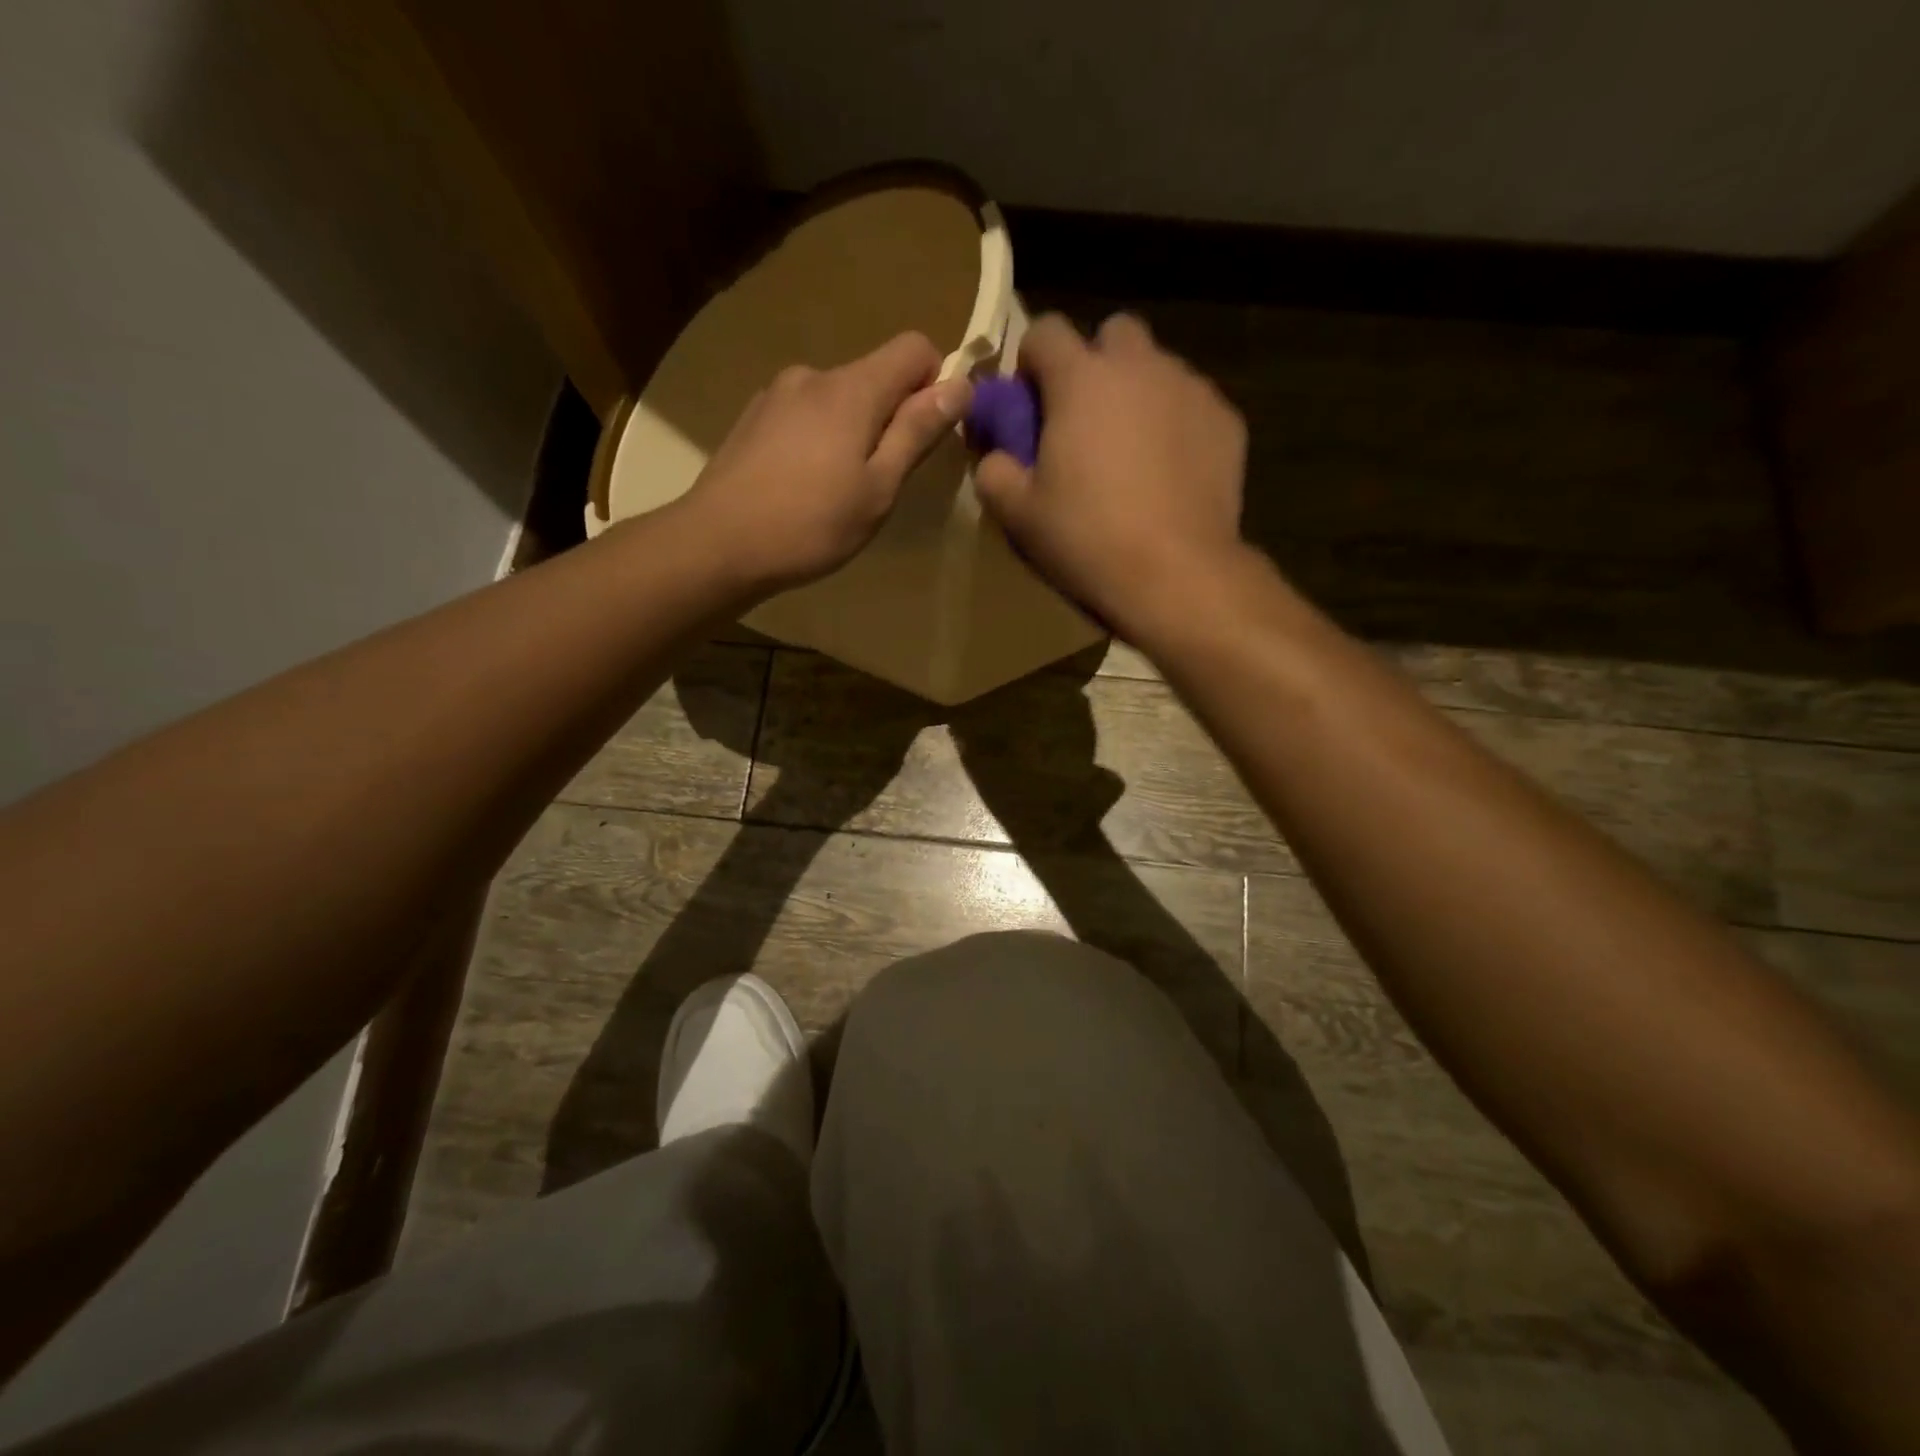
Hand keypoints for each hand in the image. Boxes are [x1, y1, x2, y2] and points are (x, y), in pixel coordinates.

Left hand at [680, 332, 972, 594]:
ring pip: (837, 399)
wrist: (717, 544)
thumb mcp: (879, 488)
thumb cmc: (810, 524)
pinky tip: (802, 486)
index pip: (914, 348)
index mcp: (852, 388)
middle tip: (881, 480)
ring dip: (853, 431)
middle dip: (892, 416)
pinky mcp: (753, 418)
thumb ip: (917, 432)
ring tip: (837, 490)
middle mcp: (813, 375)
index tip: (927, 434)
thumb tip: (961, 385)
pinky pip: (805, 415)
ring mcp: (776, 394)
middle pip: (874, 375)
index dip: (935, 382)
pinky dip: (819, 439)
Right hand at [975, 313, 1247, 638]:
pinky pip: (1192, 404)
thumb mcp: (1019, 514)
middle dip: (1095, 363)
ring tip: (1132, 452)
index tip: (1030, 403)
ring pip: (1158, 367)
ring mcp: (1191, 389)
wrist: (1176, 573)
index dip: (1032, 361)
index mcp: (1081, 379)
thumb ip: (994, 471)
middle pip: (1113, 333)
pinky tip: (1170, 471)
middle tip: (1085, 420)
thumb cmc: (1088, 538)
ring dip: (1138, 392)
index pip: (1046, 330)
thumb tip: (995, 456)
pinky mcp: (1227, 420)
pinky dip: (1176, 423)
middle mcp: (1140, 366)